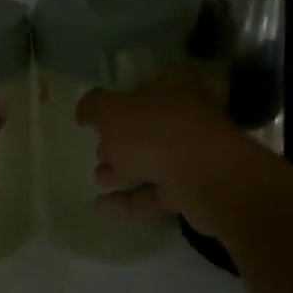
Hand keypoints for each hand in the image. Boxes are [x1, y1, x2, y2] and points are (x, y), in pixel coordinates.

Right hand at [75, 75, 240, 235]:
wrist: (208, 179)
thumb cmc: (155, 133)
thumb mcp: (111, 111)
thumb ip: (93, 107)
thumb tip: (84, 112)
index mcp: (171, 89)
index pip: (148, 86)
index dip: (125, 97)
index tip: (104, 113)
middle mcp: (185, 118)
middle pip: (149, 126)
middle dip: (122, 139)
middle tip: (98, 150)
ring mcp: (192, 155)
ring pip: (151, 160)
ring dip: (123, 170)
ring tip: (97, 178)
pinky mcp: (192, 190)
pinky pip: (154, 191)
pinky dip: (129, 198)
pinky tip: (102, 206)